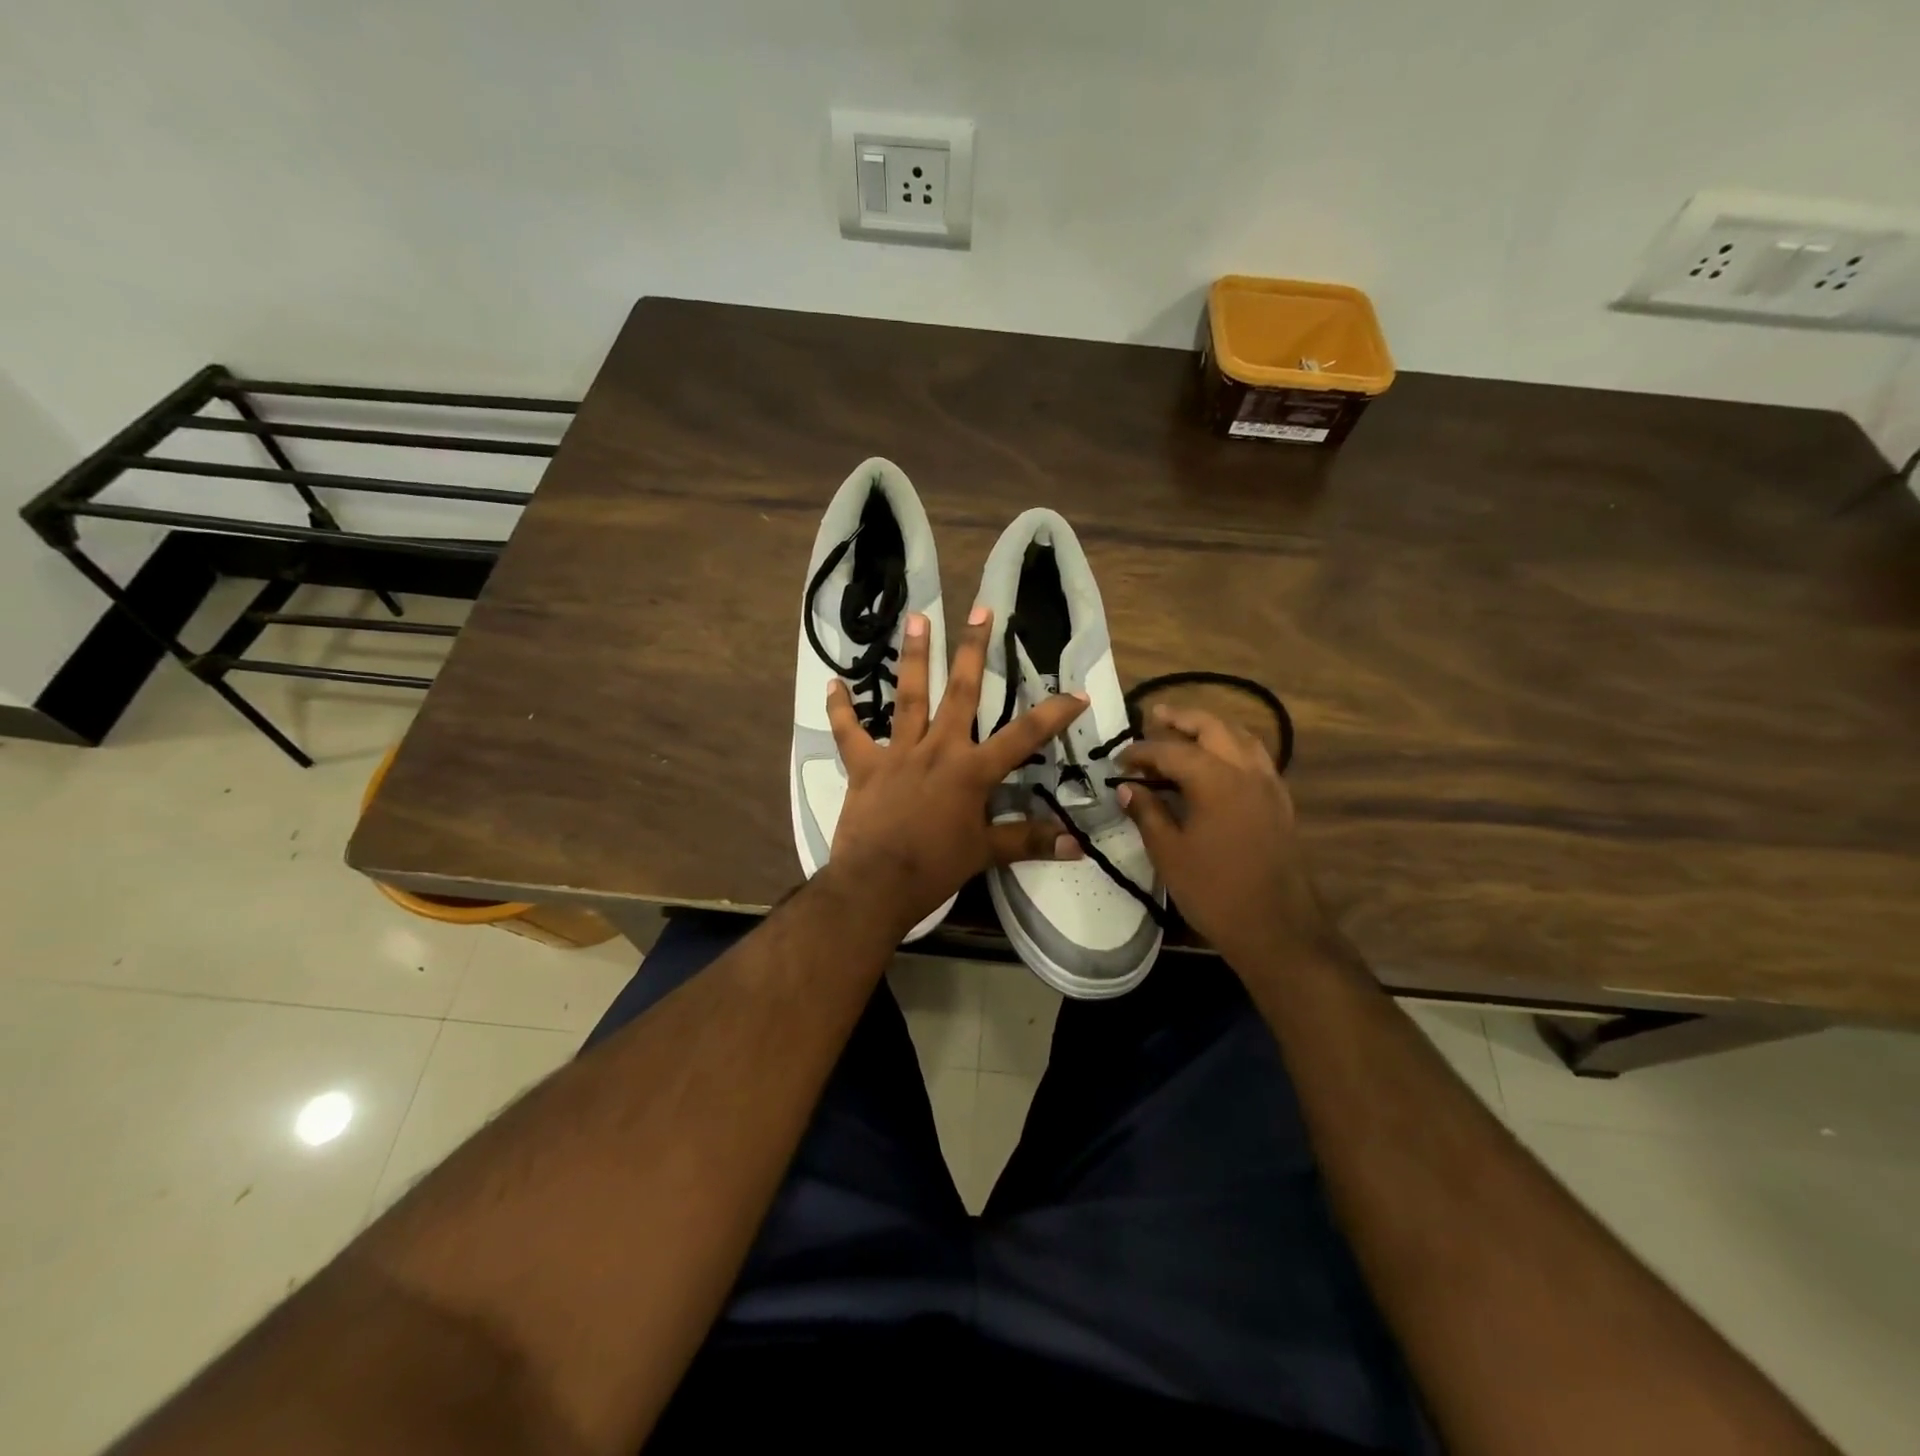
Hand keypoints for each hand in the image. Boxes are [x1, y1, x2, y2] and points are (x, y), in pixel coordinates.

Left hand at [821, 606, 1087, 939]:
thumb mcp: (985, 853)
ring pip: (909, 696)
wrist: (876, 883)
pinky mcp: (864, 765)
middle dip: (974, 650)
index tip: (1077, 692)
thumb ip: (1029, 841)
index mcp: (972, 771)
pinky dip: (841, 709)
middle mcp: (938, 749)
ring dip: (914, 656)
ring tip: (917, 618)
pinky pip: (849, 732)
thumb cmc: (935, 868)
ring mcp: (898, 753)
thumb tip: (1075, 845)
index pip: (1023, 736)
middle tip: (980, 609)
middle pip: (961, 691)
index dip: (1053, 714)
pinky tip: (833, 683)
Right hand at [1115, 705, 1335, 966]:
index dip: (1141, 751)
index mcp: (1215, 780)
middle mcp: (1246, 771)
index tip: (1119, 759)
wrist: (1276, 927)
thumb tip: (1127, 789)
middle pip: (1213, 727)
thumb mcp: (1169, 853)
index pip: (1171, 751)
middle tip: (1155, 715)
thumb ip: (1147, 813)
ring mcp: (1269, 784)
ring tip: (1186, 730)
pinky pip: (1256, 757)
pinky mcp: (1280, 801)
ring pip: (1240, 737)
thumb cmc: (1214, 891)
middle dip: (1182, 718)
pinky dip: (1233, 746)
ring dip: (1211, 727)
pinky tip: (1218, 761)